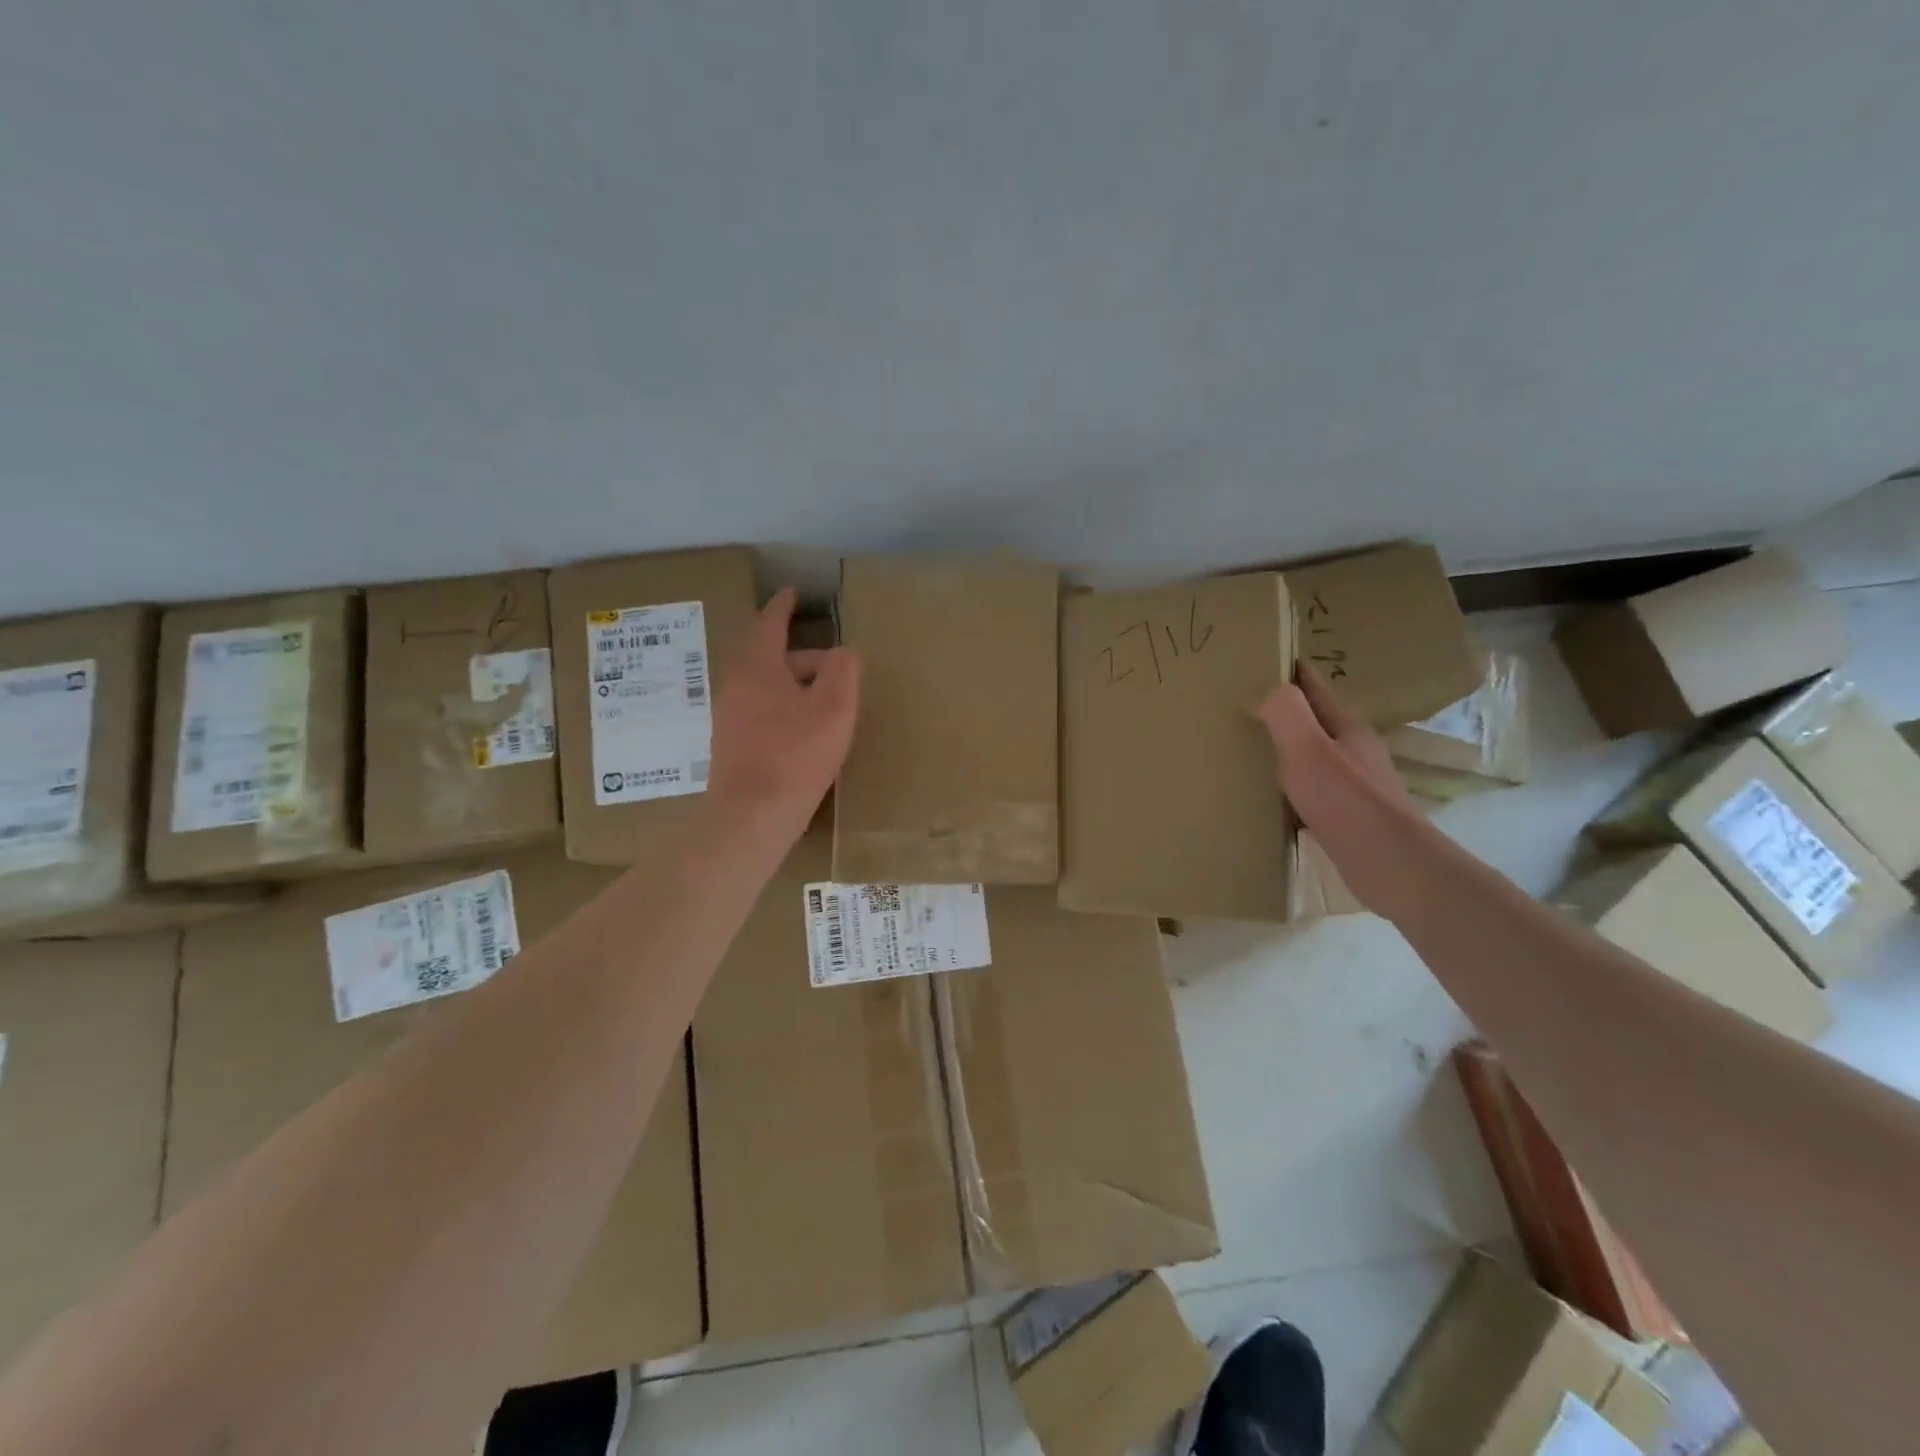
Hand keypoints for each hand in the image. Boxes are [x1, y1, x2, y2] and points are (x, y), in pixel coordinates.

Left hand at [704, 588, 859, 854]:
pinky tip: (805, 732)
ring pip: (766, 687)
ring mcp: (729, 717)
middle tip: (834, 664)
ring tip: (826, 701)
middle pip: (769, 657)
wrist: (751, 817)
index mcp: (756, 667)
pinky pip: (761, 711)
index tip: (794, 593)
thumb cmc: (795, 755)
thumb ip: (842, 670)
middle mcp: (735, 685)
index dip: (784, 606)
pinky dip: (784, 708)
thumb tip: (842, 653)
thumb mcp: (833, 708)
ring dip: (794, 685)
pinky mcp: (731, 745)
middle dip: (801, 655)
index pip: (769, 623)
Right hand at [1255, 665, 1423, 912]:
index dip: (1287, 671)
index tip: (1255, 659)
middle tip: (1237, 706)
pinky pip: (1307, 791)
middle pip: (1311, 722)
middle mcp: (1352, 752)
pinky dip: (1285, 787)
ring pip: (1309, 757)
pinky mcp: (1345, 818)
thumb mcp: (1310, 750)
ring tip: (1243, 750)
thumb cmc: (1349, 803)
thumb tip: (1266, 690)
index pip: (1313, 688)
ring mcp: (1351, 786)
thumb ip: (1287, 715)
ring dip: (1281, 751)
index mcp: (1346, 729)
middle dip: (1279, 711)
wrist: (1393, 868)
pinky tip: (1265, 798)